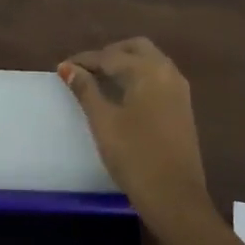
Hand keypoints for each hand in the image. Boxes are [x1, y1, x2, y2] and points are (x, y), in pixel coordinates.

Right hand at [59, 38, 210, 221]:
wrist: (174, 196)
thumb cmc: (134, 156)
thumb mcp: (103, 121)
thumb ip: (86, 90)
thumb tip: (68, 68)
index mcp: (149, 71)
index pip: (110, 56)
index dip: (84, 61)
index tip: (62, 68)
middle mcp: (168, 72)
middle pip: (136, 48)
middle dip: (109, 54)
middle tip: (84, 70)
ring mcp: (179, 90)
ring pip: (150, 61)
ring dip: (125, 63)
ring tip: (99, 80)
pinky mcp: (182, 107)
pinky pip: (158, 78)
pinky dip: (138, 76)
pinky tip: (122, 94)